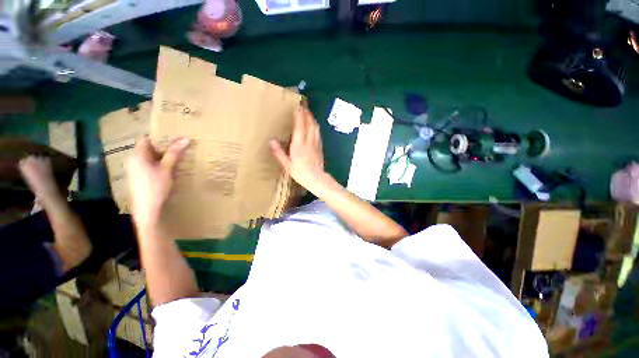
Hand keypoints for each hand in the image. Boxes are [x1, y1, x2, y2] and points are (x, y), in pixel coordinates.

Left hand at [127, 136, 189, 227]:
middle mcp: (133, 160)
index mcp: (138, 155)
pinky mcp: (137, 177)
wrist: (146, 208)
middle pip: (147, 148)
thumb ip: (174, 153)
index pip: (145, 139)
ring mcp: (134, 169)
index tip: (172, 140)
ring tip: (174, 161)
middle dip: (162, 148)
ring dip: (161, 158)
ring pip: (148, 158)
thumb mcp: (167, 168)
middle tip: (177, 150)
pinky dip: (157, 165)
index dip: (158, 138)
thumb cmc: (156, 186)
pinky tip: (167, 171)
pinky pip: (147, 166)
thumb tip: (186, 138)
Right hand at [270, 106, 327, 192]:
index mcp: (299, 145)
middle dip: (306, 114)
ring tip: (308, 113)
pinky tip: (314, 126)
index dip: (299, 116)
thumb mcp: (287, 165)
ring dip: (312, 119)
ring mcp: (316, 143)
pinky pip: (318, 133)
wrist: (316, 178)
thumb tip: (272, 141)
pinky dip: (315, 127)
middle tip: (303, 106)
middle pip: (309, 124)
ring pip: (315, 127)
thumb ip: (279, 152)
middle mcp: (309, 142)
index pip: (300, 127)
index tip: (297, 107)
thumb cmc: (300, 173)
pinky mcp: (320, 147)